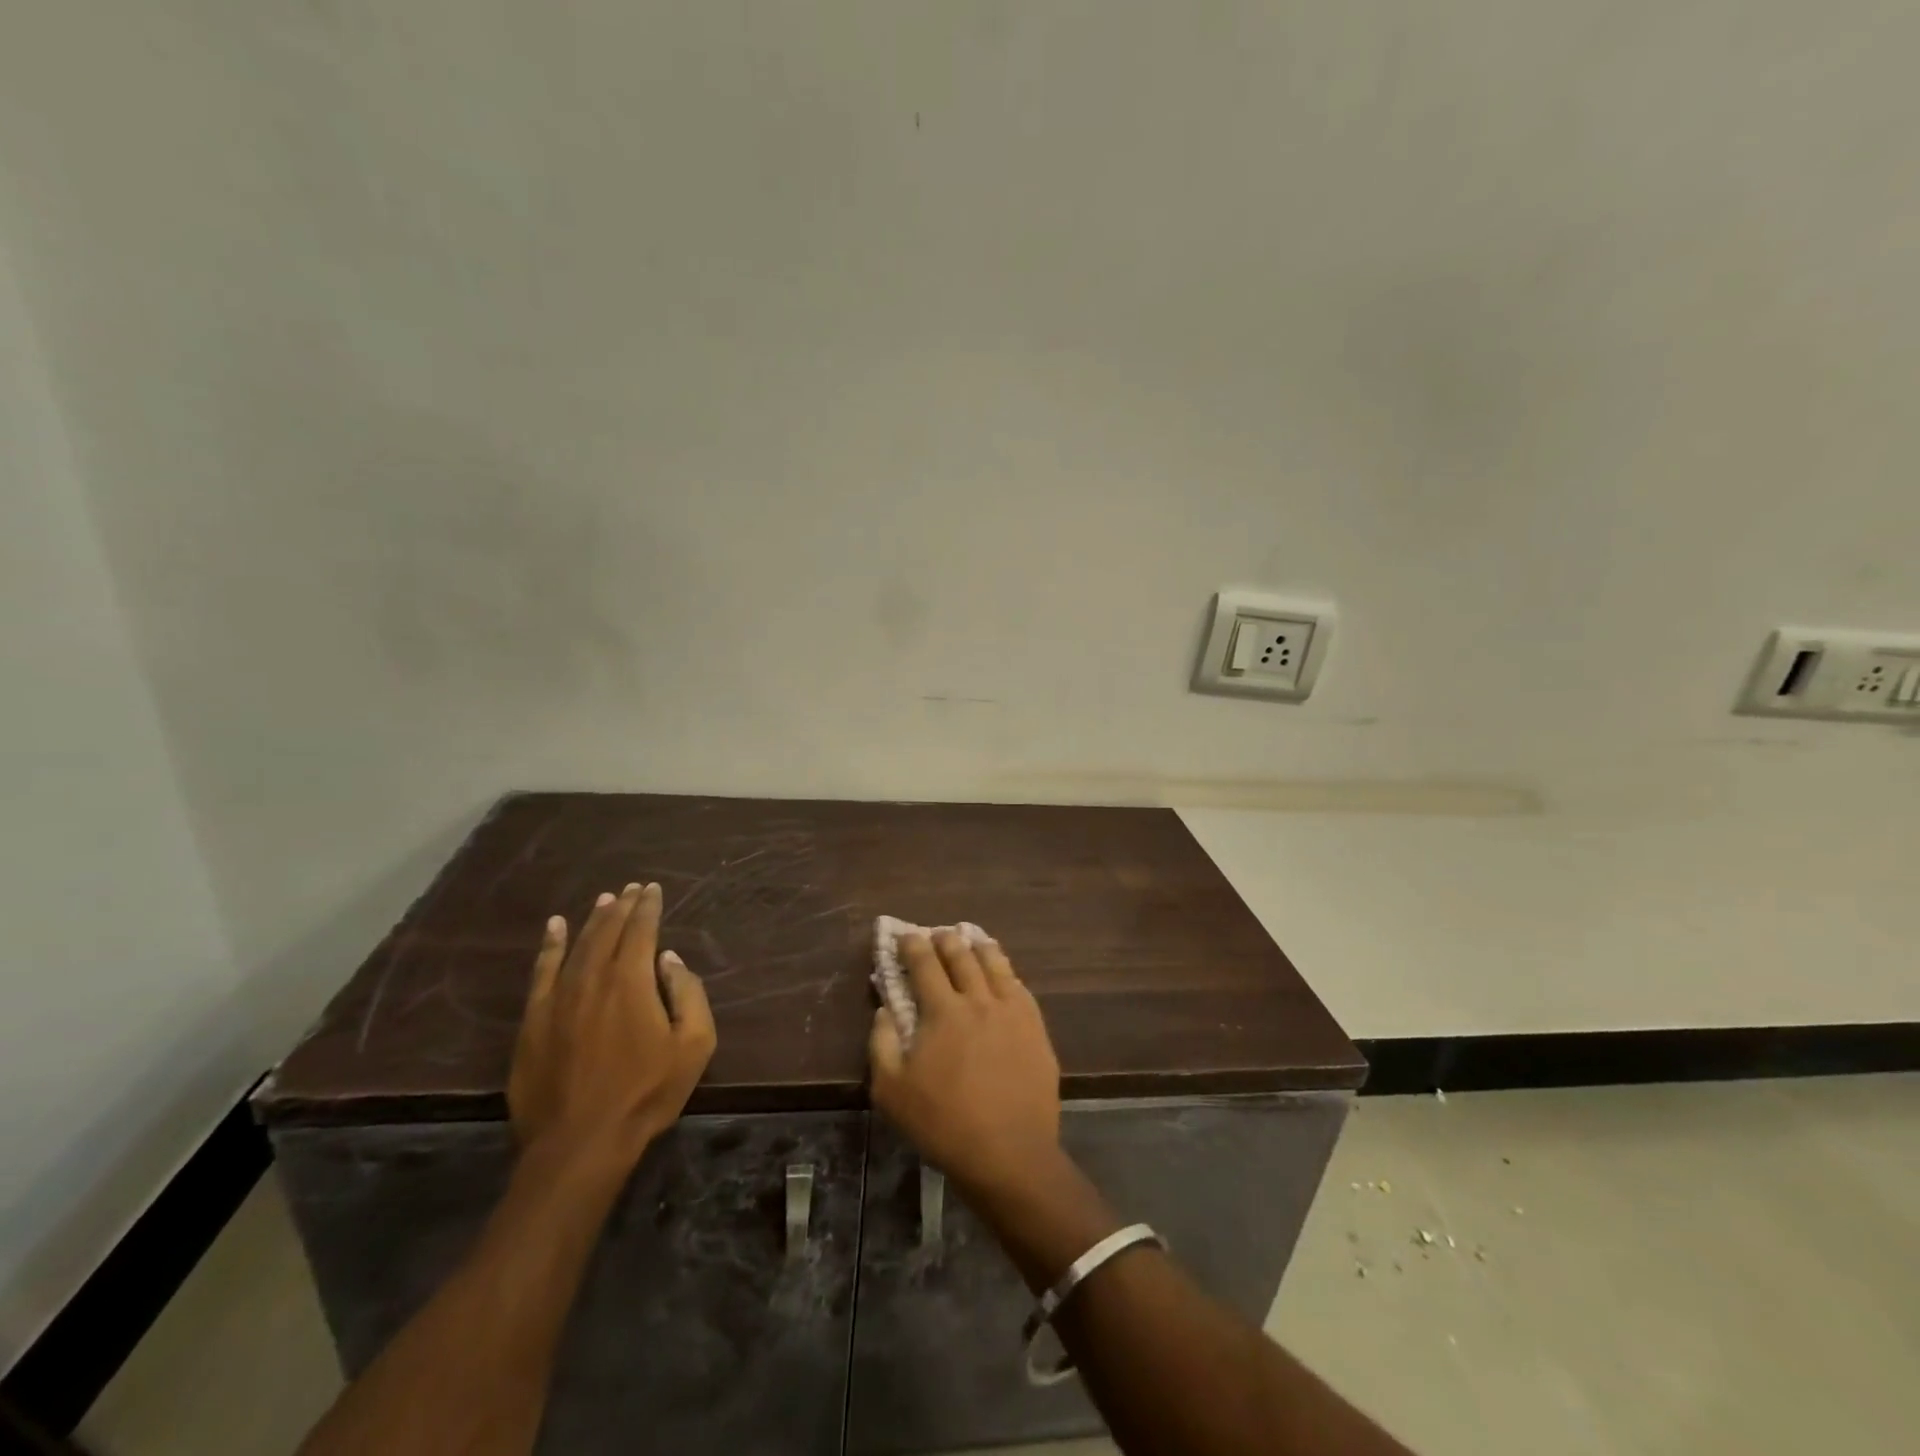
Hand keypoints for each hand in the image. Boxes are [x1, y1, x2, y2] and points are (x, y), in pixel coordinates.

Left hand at [508, 882, 715, 1171]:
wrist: (579, 1143)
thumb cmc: (646, 1093)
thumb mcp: (694, 1045)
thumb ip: (688, 994)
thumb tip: (670, 960)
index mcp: (631, 981)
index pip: (641, 930)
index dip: (649, 907)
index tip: (653, 889)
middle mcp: (592, 978)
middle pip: (608, 931)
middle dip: (623, 906)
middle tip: (632, 888)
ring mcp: (557, 999)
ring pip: (576, 945)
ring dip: (593, 920)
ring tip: (604, 900)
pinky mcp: (533, 1021)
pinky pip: (541, 972)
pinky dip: (549, 946)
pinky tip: (553, 928)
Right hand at [869, 929, 1061, 1197]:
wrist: (1009, 1153)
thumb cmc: (943, 1124)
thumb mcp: (891, 1091)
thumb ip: (882, 1043)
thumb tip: (884, 1009)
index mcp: (943, 1011)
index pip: (924, 963)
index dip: (912, 945)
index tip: (905, 934)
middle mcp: (979, 999)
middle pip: (961, 956)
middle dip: (946, 939)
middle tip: (937, 934)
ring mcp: (1012, 1011)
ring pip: (995, 964)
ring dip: (979, 947)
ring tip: (972, 939)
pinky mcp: (1036, 1028)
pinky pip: (1020, 987)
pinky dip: (1007, 972)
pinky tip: (1004, 974)